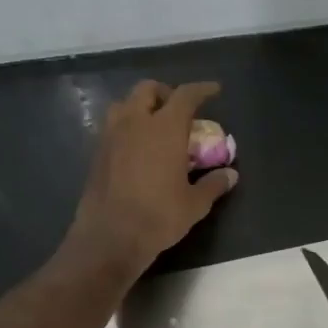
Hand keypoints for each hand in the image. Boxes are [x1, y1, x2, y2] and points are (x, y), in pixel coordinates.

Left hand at [67, 80, 237, 274]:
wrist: (110, 237)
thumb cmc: (158, 217)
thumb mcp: (194, 204)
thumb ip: (213, 184)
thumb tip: (231, 175)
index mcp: (165, 128)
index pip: (185, 95)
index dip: (202, 89)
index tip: (214, 90)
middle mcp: (135, 123)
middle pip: (148, 89)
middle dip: (166, 93)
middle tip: (179, 110)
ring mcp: (111, 136)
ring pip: (124, 104)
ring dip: (140, 106)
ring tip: (154, 125)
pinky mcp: (97, 153)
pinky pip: (112, 126)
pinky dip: (126, 126)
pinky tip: (136, 148)